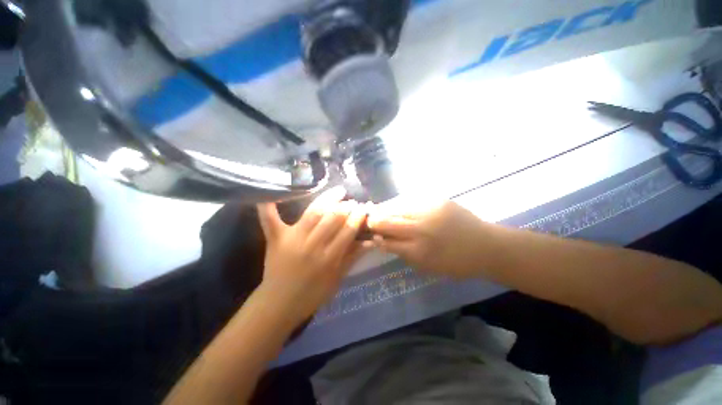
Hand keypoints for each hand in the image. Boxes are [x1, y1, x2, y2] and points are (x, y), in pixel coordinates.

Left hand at [258, 187, 368, 321]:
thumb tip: (371, 241)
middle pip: (333, 218)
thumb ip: (353, 257)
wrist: (279, 305)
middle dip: (346, 206)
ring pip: (313, 212)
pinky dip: (269, 206)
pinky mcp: (276, 238)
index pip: (348, 230)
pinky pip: (270, 219)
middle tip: (353, 201)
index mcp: (329, 257)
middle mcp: (313, 244)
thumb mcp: (337, 279)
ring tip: (338, 191)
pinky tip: (269, 193)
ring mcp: (293, 239)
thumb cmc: (312, 295)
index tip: (364, 208)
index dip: (358, 217)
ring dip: (328, 199)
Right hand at [367, 198, 487, 278]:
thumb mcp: (428, 267)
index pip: (387, 242)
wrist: (486, 246)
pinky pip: (411, 201)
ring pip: (397, 208)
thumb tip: (384, 242)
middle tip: (370, 222)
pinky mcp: (436, 200)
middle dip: (375, 222)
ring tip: (381, 212)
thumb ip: (404, 254)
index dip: (376, 238)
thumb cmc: (456, 263)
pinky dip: (401, 205)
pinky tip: (399, 207)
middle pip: (387, 222)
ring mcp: (428, 211)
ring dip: (386, 211)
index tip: (371, 236)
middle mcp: (420, 229)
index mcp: (418, 251)